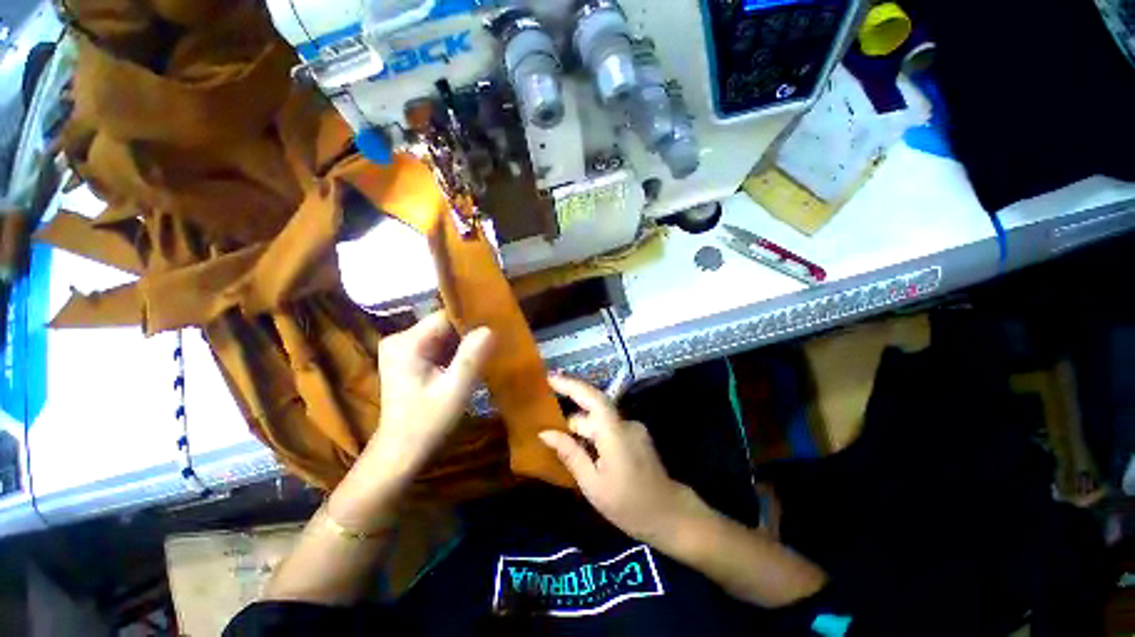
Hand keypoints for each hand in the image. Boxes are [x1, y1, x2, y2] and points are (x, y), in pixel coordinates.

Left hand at [329, 312, 492, 527]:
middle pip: (442, 325)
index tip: (493, 330)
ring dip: (461, 345)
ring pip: (441, 336)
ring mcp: (401, 349)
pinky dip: (452, 353)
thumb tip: (489, 329)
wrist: (400, 452)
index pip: (444, 317)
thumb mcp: (455, 390)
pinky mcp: (406, 359)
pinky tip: (465, 366)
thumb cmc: (427, 422)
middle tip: (490, 347)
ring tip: (482, 356)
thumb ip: (471, 357)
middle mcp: (399, 339)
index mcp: (407, 343)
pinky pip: (436, 346)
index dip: (470, 323)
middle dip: (466, 336)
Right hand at [539, 375, 701, 544]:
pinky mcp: (636, 437)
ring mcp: (633, 429)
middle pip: (593, 411)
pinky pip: (609, 429)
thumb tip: (546, 433)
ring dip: (583, 431)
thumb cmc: (628, 505)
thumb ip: (571, 454)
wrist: (669, 515)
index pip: (593, 398)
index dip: (571, 385)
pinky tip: (585, 454)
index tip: (550, 379)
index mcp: (615, 433)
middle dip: (571, 419)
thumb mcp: (592, 484)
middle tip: (548, 431)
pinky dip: (594, 436)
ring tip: (564, 448)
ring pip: (600, 422)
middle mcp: (625, 424)